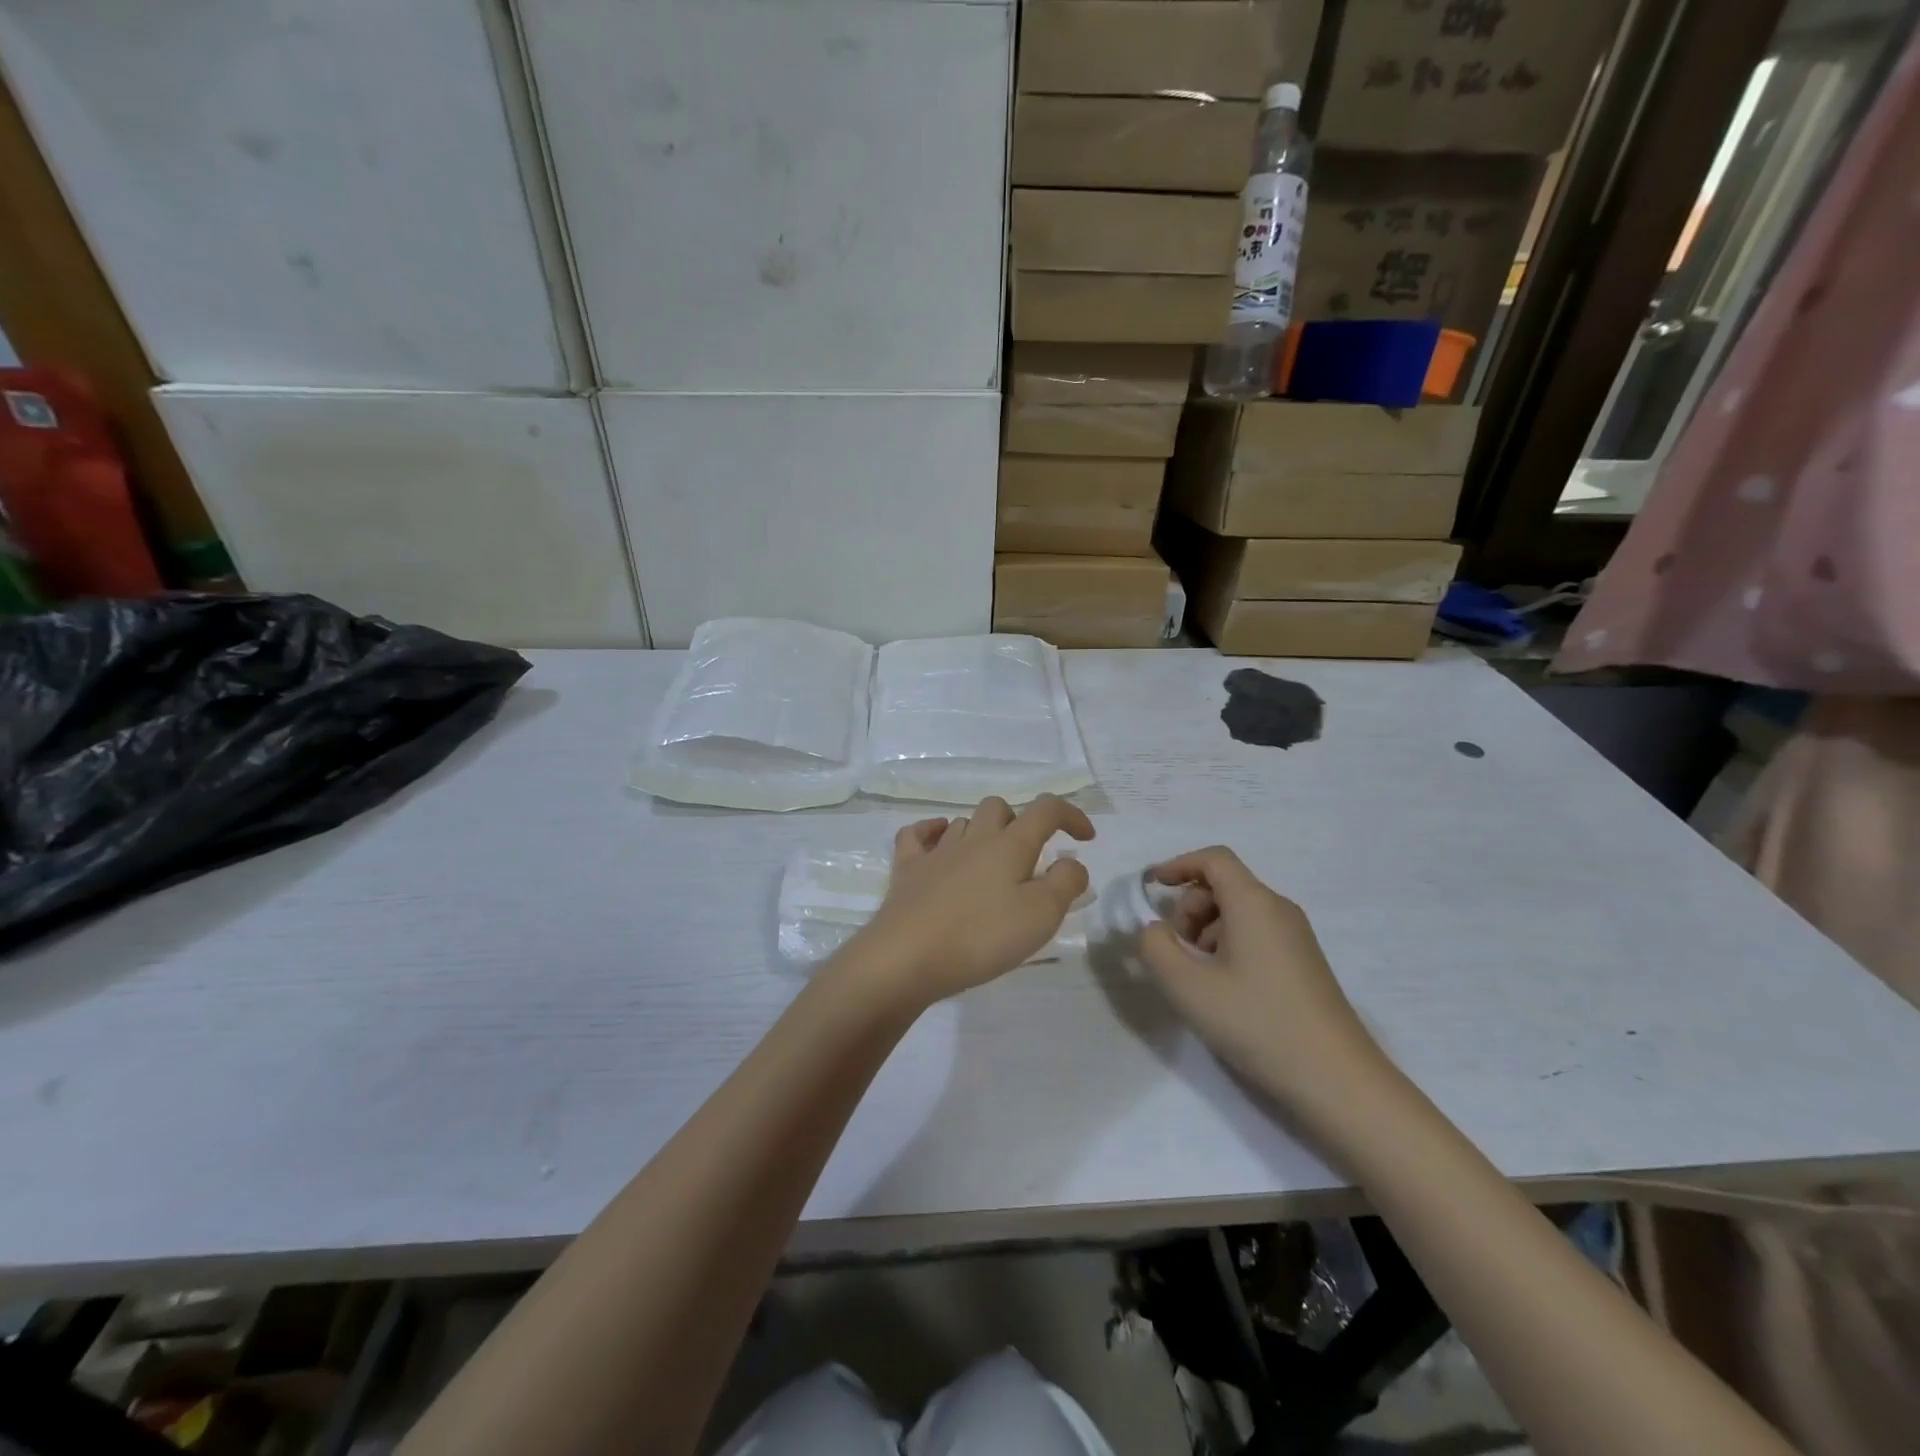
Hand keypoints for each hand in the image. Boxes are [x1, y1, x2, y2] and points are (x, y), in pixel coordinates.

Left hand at [844, 794, 1094, 1007]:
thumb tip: (1072, 863)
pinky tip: (938, 843)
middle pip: (998, 808)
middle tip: (1030, 859)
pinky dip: (931, 832)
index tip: (1086, 838)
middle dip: (1020, 823)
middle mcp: (973, 838)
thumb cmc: (981, 936)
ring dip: (981, 834)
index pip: (1046, 810)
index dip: (1071, 815)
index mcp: (1009, 845)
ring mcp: (936, 852)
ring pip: (962, 822)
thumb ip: (1065, 884)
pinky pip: (916, 836)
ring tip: (991, 865)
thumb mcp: (1041, 915)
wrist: (906, 957)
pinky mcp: (906, 871)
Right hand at [1142, 847, 1397, 1132]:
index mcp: (1254, 903)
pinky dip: (1227, 947)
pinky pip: (1255, 934)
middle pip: (1223, 886)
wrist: (1337, 1080)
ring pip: (1237, 913)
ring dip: (1205, 932)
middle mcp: (1278, 909)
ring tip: (1198, 978)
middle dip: (1188, 909)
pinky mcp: (1302, 963)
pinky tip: (1223, 990)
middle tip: (1175, 952)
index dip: (1178, 865)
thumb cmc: (1258, 1023)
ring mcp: (1295, 937)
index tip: (1152, 888)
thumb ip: (1156, 948)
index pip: (1213, 859)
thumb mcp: (1188, 987)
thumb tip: (1154, 930)